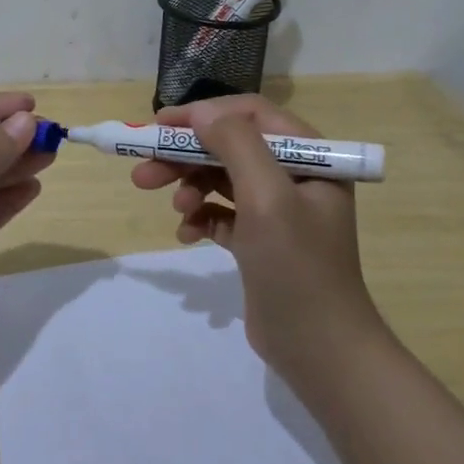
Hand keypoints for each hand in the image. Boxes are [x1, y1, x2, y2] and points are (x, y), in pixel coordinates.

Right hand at [131, 95, 387, 378]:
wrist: (320, 351)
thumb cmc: (297, 267)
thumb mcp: (268, 197)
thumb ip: (236, 145)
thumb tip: (201, 112)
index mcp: (309, 157)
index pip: (250, 115)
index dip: (203, 115)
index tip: (160, 126)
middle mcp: (294, 176)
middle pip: (230, 147)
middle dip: (186, 156)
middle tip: (144, 173)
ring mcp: (277, 210)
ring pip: (221, 179)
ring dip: (190, 187)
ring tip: (174, 209)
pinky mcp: (260, 240)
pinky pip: (221, 214)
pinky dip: (201, 218)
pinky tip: (187, 234)